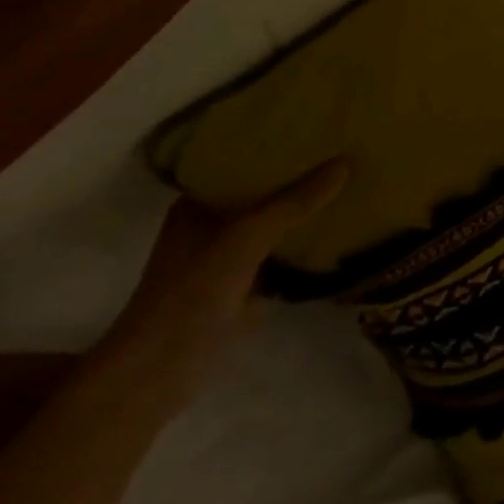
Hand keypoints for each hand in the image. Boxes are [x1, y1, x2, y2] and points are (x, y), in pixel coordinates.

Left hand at [102, 158, 349, 403]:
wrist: (157, 377)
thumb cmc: (191, 294)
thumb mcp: (246, 237)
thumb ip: (295, 202)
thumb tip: (346, 162)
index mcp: (198, 202)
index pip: (243, 160)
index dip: (276, 143)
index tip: (316, 126)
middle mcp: (210, 225)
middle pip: (261, 192)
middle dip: (296, 176)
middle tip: (342, 148)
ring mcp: (224, 259)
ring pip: (271, 224)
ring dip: (301, 211)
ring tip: (347, 181)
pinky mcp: (240, 290)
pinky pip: (278, 255)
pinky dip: (301, 245)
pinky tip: (335, 229)